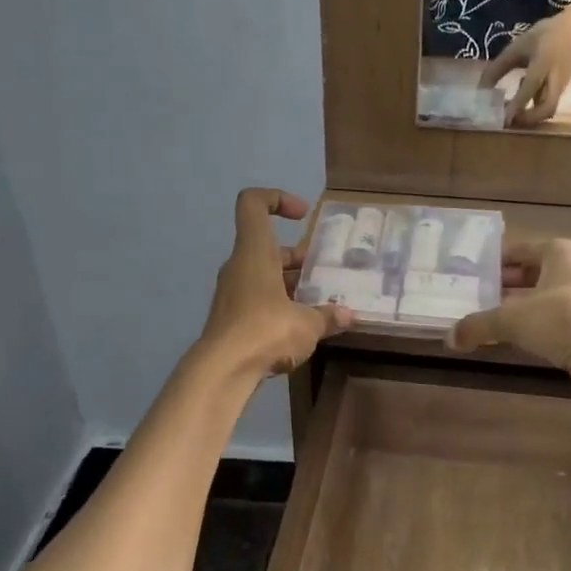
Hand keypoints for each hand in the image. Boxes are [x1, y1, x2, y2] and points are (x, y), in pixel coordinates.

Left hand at [200, 189, 352, 378]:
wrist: (222, 371)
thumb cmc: (265, 331)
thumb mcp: (307, 324)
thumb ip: (328, 317)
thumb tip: (349, 316)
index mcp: (255, 252)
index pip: (253, 203)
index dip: (277, 199)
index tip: (302, 216)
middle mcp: (239, 266)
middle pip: (267, 246)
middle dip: (297, 257)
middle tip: (323, 275)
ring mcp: (232, 293)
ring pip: (263, 275)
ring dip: (290, 284)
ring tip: (319, 303)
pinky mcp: (231, 319)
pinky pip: (258, 300)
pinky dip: (279, 306)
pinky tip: (301, 327)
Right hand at [449, 238, 570, 400]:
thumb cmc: (563, 318)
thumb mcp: (512, 319)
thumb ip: (478, 326)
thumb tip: (449, 338)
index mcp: (556, 252)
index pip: (515, 251)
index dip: (489, 262)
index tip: (465, 275)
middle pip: (526, 275)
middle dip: (498, 288)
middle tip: (467, 300)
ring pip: (537, 300)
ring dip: (512, 311)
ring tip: (481, 322)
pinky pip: (549, 322)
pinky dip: (529, 329)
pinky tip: (508, 341)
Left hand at [480, 7, 570, 126]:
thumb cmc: (546, 35)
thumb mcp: (519, 46)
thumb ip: (499, 67)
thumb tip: (481, 89)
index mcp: (543, 63)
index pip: (530, 87)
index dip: (516, 104)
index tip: (503, 118)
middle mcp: (554, 79)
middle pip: (547, 108)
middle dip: (528, 120)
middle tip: (507, 121)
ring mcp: (560, 87)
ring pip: (548, 109)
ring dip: (530, 117)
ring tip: (510, 115)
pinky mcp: (560, 90)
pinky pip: (547, 105)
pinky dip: (533, 109)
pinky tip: (519, 104)